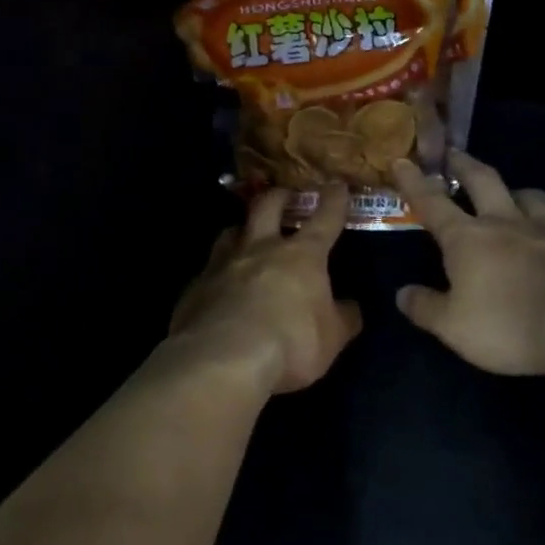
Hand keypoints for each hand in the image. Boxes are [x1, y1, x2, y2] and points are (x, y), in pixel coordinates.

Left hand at [168, 186, 363, 393]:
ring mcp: (222, 264)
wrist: (223, 359)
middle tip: (284, 194)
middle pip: (267, 207)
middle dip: (279, 196)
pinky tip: (218, 285)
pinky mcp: (195, 287)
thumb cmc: (291, 343)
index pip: (324, 219)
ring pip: (231, 231)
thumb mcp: (332, 338)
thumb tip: (350, 307)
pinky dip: (217, 271)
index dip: (333, 201)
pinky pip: (208, 269)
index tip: (336, 185)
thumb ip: (343, 318)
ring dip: (241, 229)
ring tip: (245, 234)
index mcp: (301, 256)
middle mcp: (260, 249)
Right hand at [390, 153, 544, 377]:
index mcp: (467, 238)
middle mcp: (506, 223)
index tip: (402, 160)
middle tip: (454, 154)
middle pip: (483, 181)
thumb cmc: (508, 325)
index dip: (414, 182)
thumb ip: (426, 307)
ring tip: (510, 195)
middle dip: (464, 165)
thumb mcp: (453, 327)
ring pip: (529, 196)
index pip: (432, 202)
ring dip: (514, 191)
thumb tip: (402, 293)